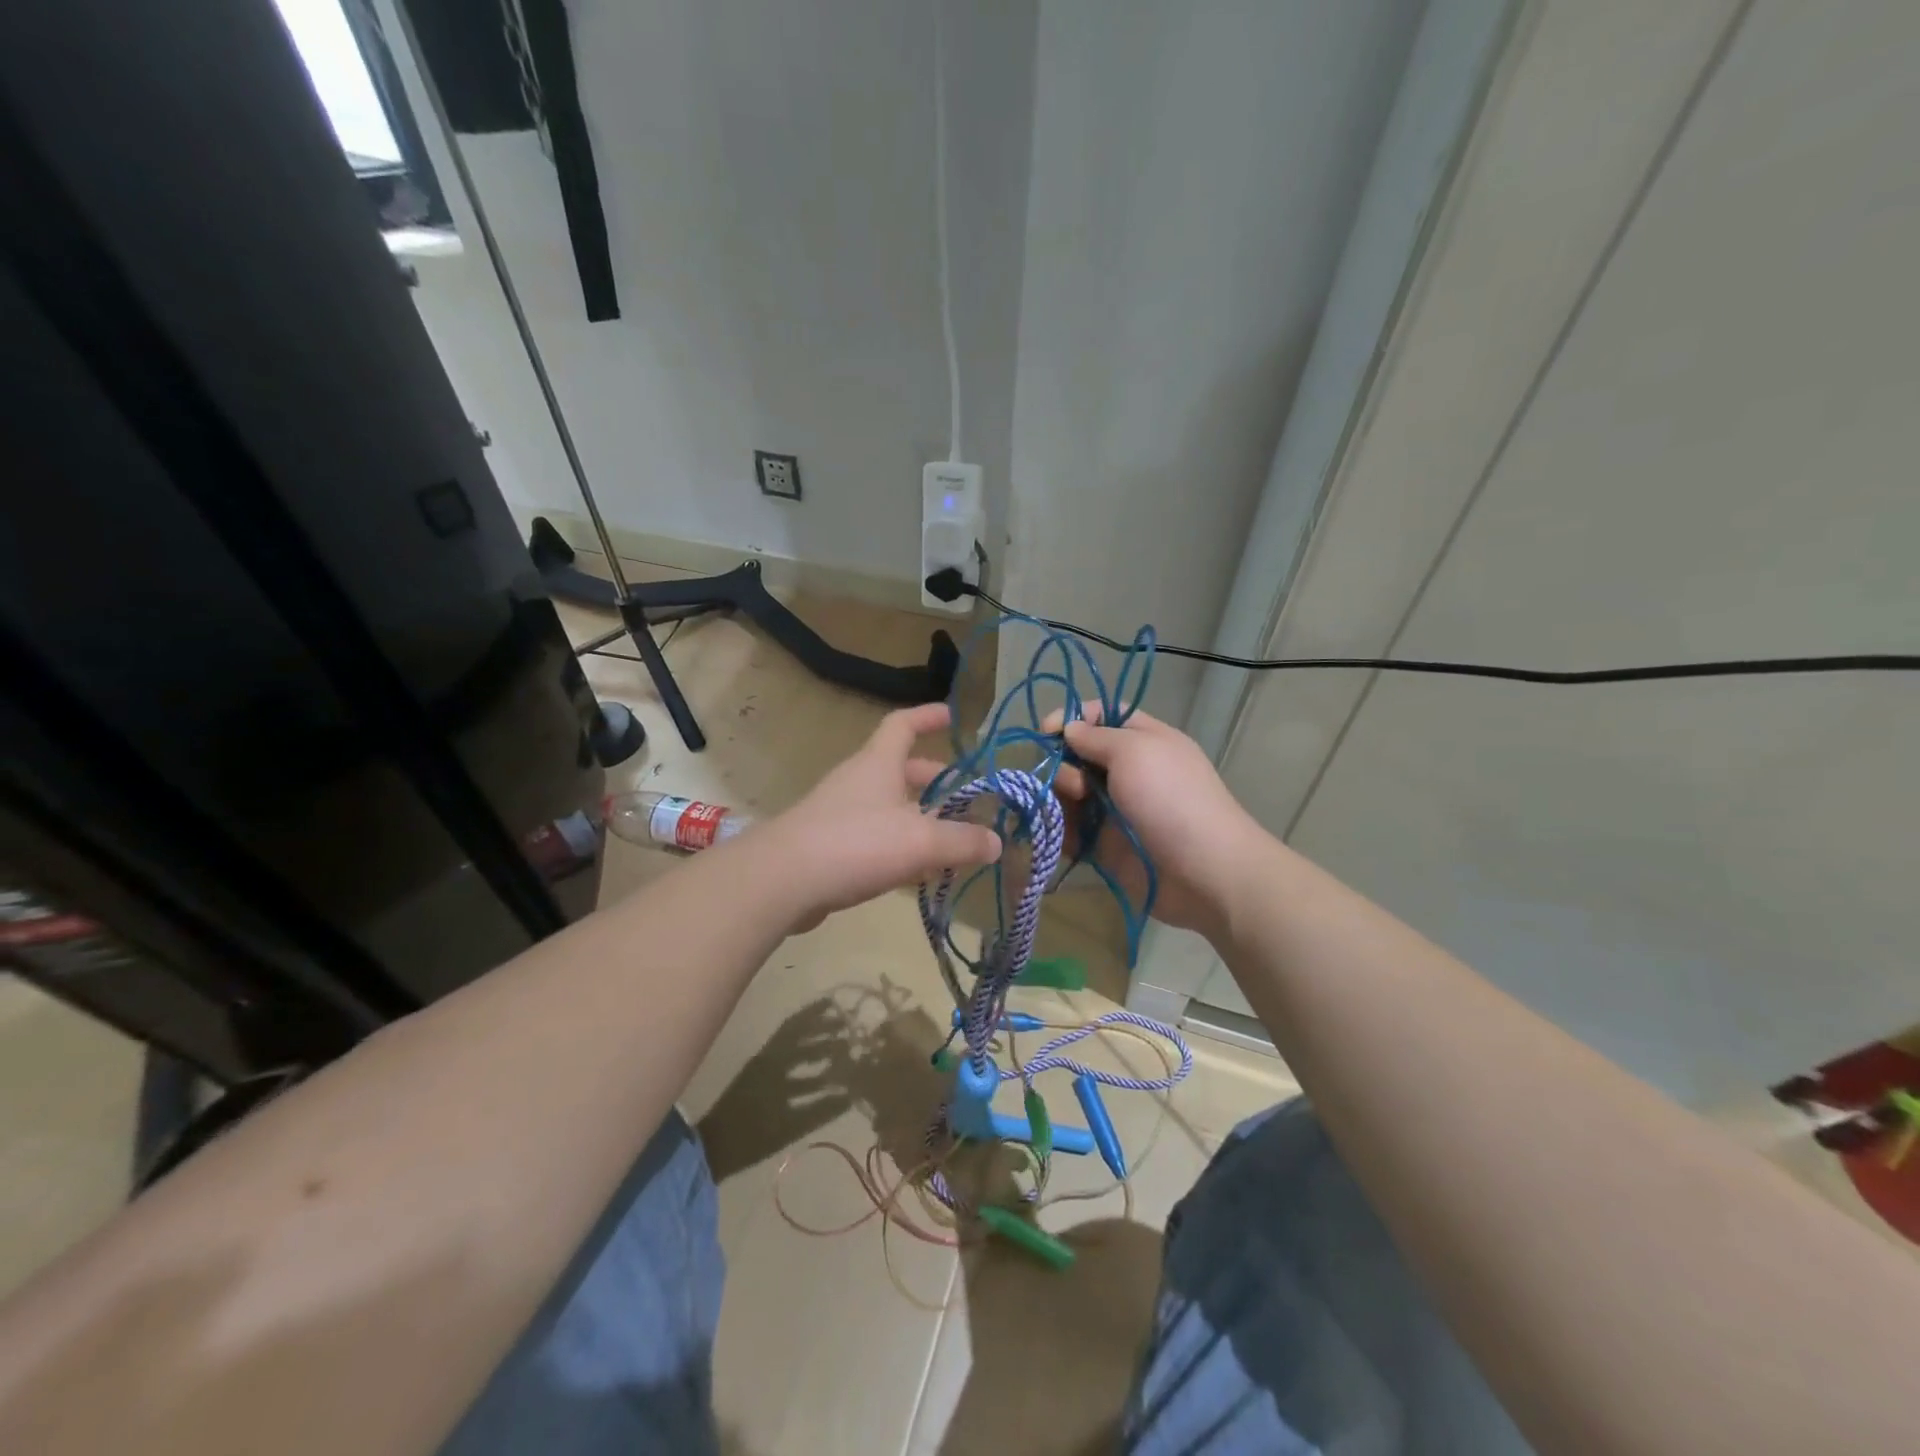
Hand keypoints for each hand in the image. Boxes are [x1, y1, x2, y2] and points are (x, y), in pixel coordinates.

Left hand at [766, 703, 1001, 931]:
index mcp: (878, 763)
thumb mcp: (920, 840)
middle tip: (965, 797)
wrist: (782, 880)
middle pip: (900, 769)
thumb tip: (996, 842)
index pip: (903, 724)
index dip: (928, 716)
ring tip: (950, 839)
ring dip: (920, 817)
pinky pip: (874, 837)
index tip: (953, 716)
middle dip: (934, 779)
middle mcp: (858, 781)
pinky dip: (900, 845)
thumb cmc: (855, 843)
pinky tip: (918, 872)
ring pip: (889, 806)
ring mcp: (840, 813)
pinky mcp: (830, 846)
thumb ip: (962, 840)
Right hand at [1048, 706, 1261, 935]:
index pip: (1102, 716)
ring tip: (1066, 813)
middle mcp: (1127, 772)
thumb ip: (1096, 736)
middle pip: (1078, 755)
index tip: (1047, 731)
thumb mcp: (1135, 751)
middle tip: (1072, 784)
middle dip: (1062, 764)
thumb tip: (1069, 728)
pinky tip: (1054, 834)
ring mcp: (1114, 810)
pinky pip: (1070, 831)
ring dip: (1057, 798)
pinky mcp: (1103, 845)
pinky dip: (1057, 831)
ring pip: (1069, 794)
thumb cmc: (1170, 799)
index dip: (1073, 718)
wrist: (1203, 872)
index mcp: (1143, 741)